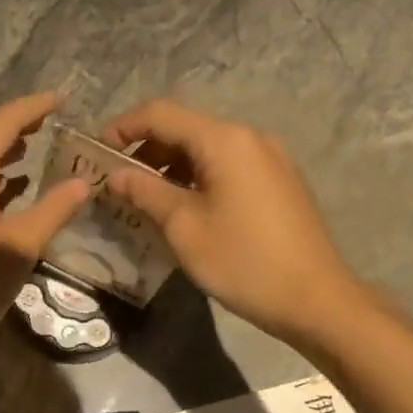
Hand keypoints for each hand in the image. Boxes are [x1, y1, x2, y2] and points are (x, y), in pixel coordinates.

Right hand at [101, 99, 367, 345]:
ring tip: (145, 199)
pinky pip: (229, 166)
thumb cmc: (243, 261)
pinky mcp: (280, 181)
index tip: (96, 152)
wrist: (316, 299)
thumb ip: (146, 193)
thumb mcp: (185, 228)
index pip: (161, 113)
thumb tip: (116, 175)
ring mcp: (270, 159)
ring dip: (172, 166)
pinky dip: (199, 177)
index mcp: (225, 140)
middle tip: (117, 182)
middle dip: (146, 150)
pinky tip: (184, 207)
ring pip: (208, 149)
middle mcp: (250, 137)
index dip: (123, 127)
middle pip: (186, 128)